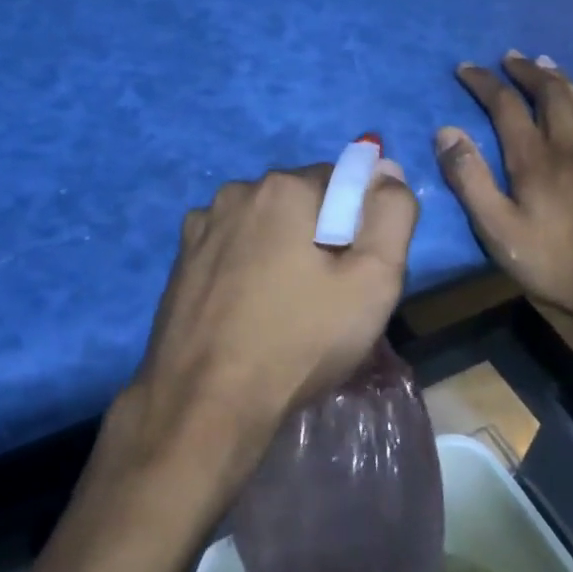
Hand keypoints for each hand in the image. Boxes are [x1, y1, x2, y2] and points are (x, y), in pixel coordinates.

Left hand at [112, 163, 418, 499]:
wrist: (207, 401)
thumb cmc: (299, 340)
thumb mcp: (373, 280)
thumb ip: (391, 213)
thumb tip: (386, 170)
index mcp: (282, 187)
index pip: (341, 182)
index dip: (358, 225)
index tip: (354, 273)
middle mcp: (235, 192)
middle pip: (299, 202)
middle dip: (318, 236)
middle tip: (325, 297)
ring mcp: (200, 226)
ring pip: (262, 226)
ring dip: (279, 251)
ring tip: (284, 309)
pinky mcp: (181, 260)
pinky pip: (230, 249)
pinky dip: (245, 268)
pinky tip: (247, 312)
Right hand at [436, 52, 572, 335]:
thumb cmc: (552, 262)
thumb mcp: (496, 228)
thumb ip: (469, 179)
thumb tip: (447, 131)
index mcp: (534, 159)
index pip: (505, 106)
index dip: (484, 83)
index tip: (465, 68)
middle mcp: (571, 146)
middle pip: (549, 94)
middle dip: (526, 72)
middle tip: (509, 58)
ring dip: (561, 78)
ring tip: (545, 63)